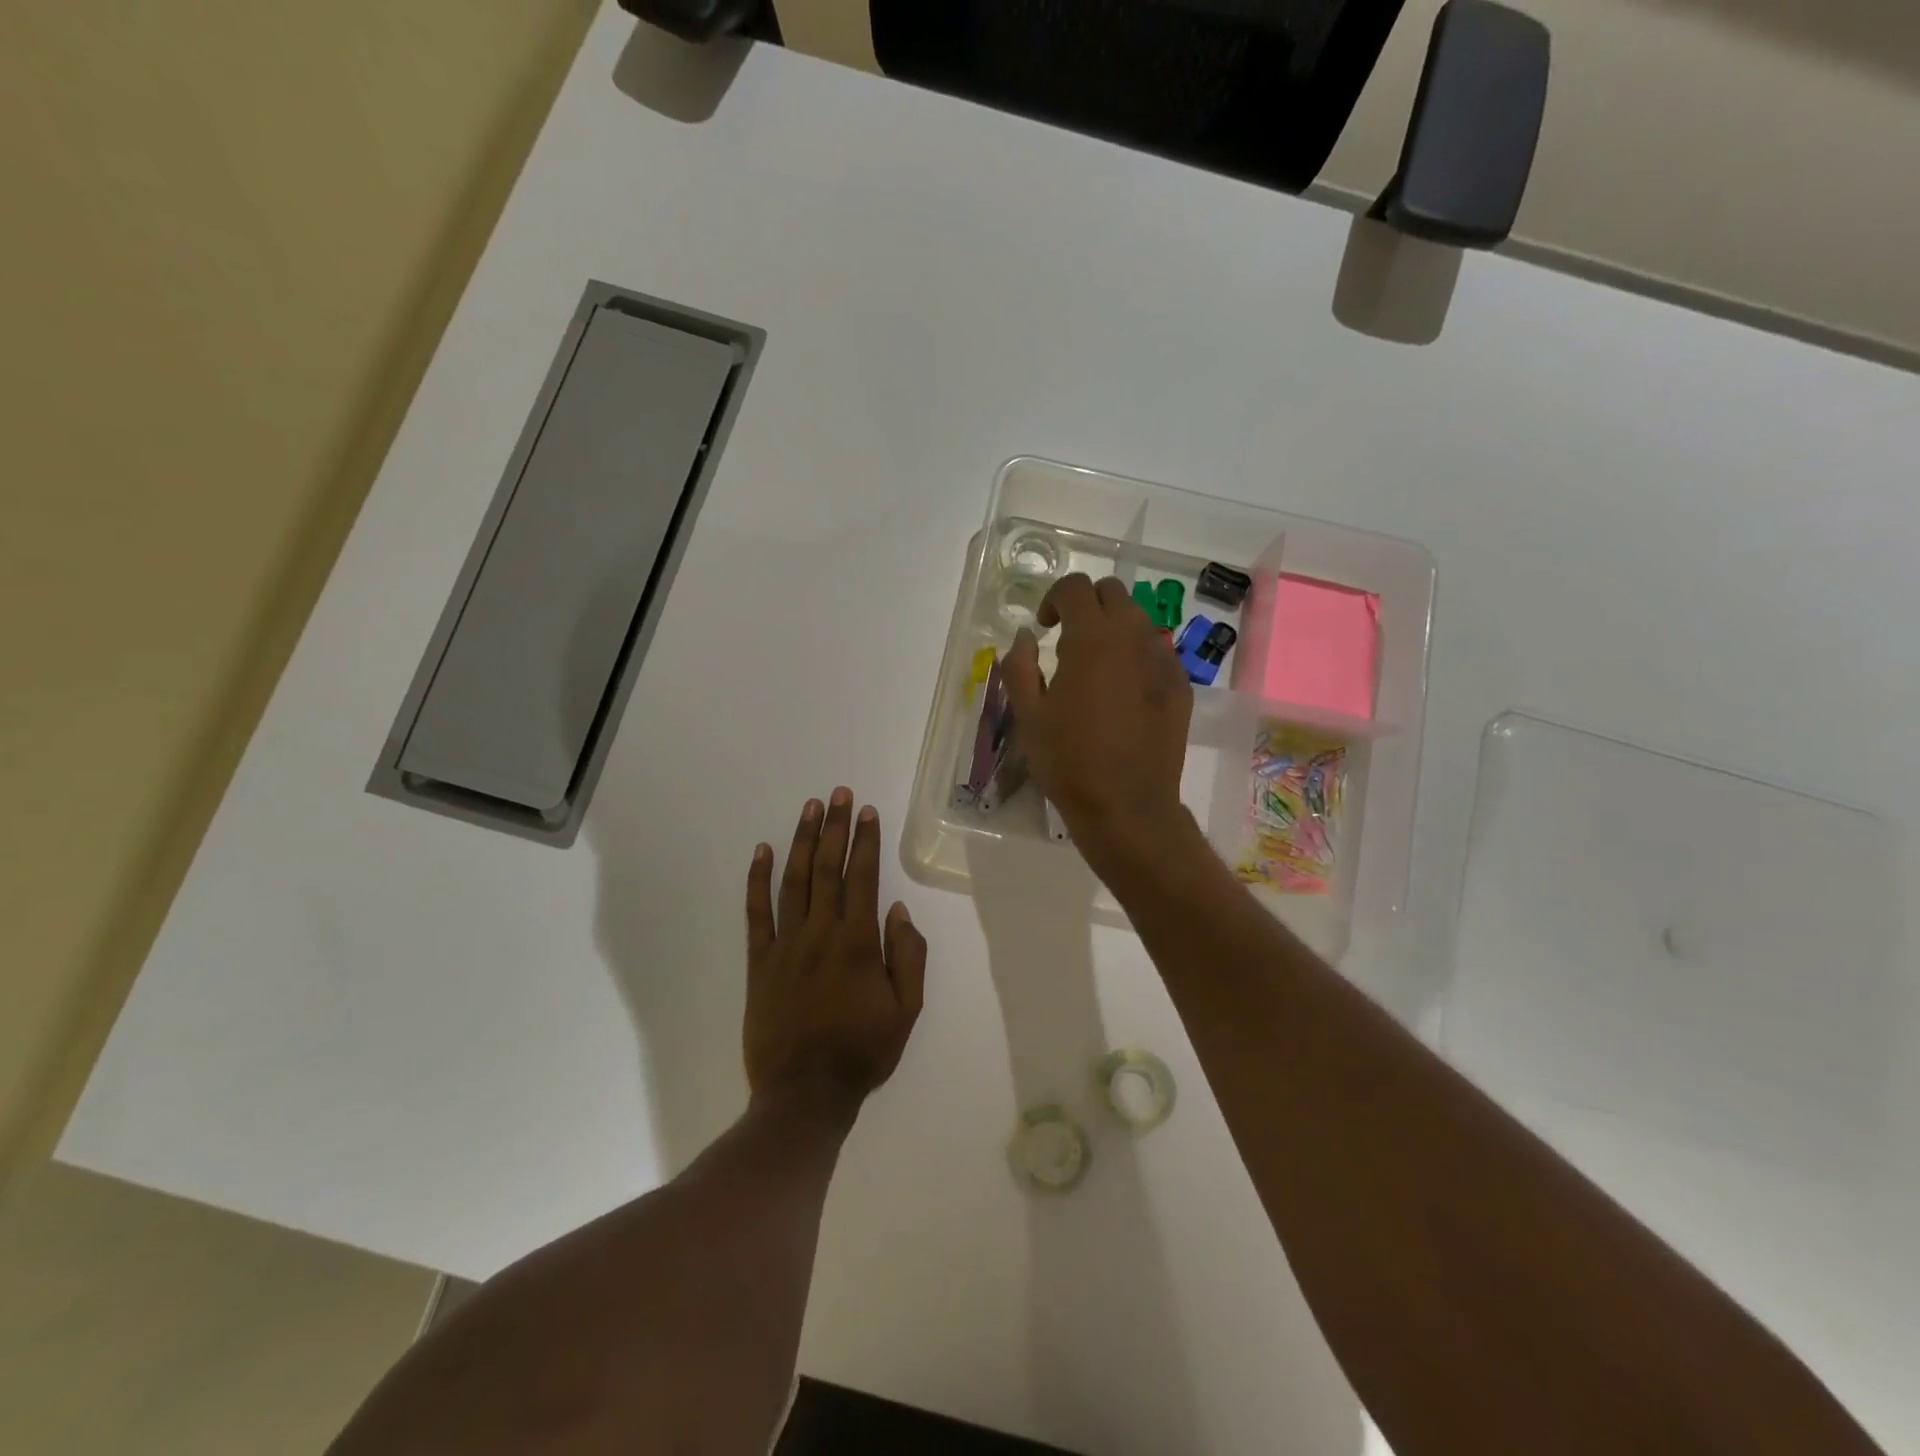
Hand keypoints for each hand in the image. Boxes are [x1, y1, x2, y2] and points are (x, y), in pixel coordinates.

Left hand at [744, 789, 926, 1117]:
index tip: (866, 811)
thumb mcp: (906, 1010)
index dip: (866, 841)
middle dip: (835, 827)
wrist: (805, 1093)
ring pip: (794, 881)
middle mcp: (821, 933)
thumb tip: (899, 911)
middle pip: (827, 868)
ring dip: (802, 841)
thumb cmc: (863, 1051)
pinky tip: (761, 851)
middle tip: (838, 793)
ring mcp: (786, 944)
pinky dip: (757, 879)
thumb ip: (908, 956)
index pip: (864, 878)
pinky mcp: (759, 962)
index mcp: (859, 942)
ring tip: (809, 808)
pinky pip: (756, 913)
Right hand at [1004, 574, 1193, 872]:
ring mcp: (1163, 661)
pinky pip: (1156, 652)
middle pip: (1113, 593)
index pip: (1075, 587)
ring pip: (1138, 620)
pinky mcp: (1180, 686)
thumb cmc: (1069, 762)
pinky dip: (1136, 655)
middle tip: (1067, 640)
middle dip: (1086, 605)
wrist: (1127, 806)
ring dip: (1113, 628)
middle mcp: (1133, 638)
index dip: (1053, 598)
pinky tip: (1123, 692)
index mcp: (1092, 639)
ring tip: (1095, 667)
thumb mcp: (1029, 715)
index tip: (1043, 628)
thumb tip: (1024, 635)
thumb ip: (1019, 665)